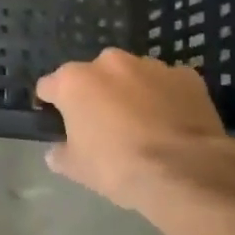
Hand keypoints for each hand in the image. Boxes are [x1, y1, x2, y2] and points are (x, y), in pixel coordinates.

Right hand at [36, 49, 234, 213]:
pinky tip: (171, 123)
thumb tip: (58, 150)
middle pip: (92, 76)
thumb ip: (60, 152)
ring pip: (131, 76)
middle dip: (95, 94)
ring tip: (143, 124)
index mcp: (74, 81)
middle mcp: (108, 63)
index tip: (58, 123)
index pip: (48, 86)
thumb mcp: (76, 168)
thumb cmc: (118, 166)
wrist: (186, 171)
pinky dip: (165, 97)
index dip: (51, 105)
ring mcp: (150, 66)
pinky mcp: (186, 76)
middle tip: (104, 125)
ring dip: (130, 92)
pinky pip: (166, 84)